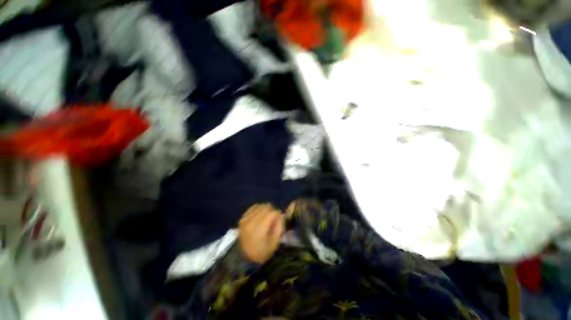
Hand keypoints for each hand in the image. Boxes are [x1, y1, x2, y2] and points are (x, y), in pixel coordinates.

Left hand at [238, 204, 283, 263]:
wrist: (243, 258)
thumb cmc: (261, 252)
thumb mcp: (274, 243)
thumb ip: (279, 227)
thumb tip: (280, 216)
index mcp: (259, 228)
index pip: (272, 212)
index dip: (278, 215)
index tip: (278, 221)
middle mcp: (251, 221)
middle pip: (266, 207)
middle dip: (272, 211)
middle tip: (273, 220)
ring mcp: (246, 218)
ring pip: (260, 205)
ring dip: (266, 210)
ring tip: (266, 218)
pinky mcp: (242, 218)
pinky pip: (253, 207)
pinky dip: (258, 209)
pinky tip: (260, 216)